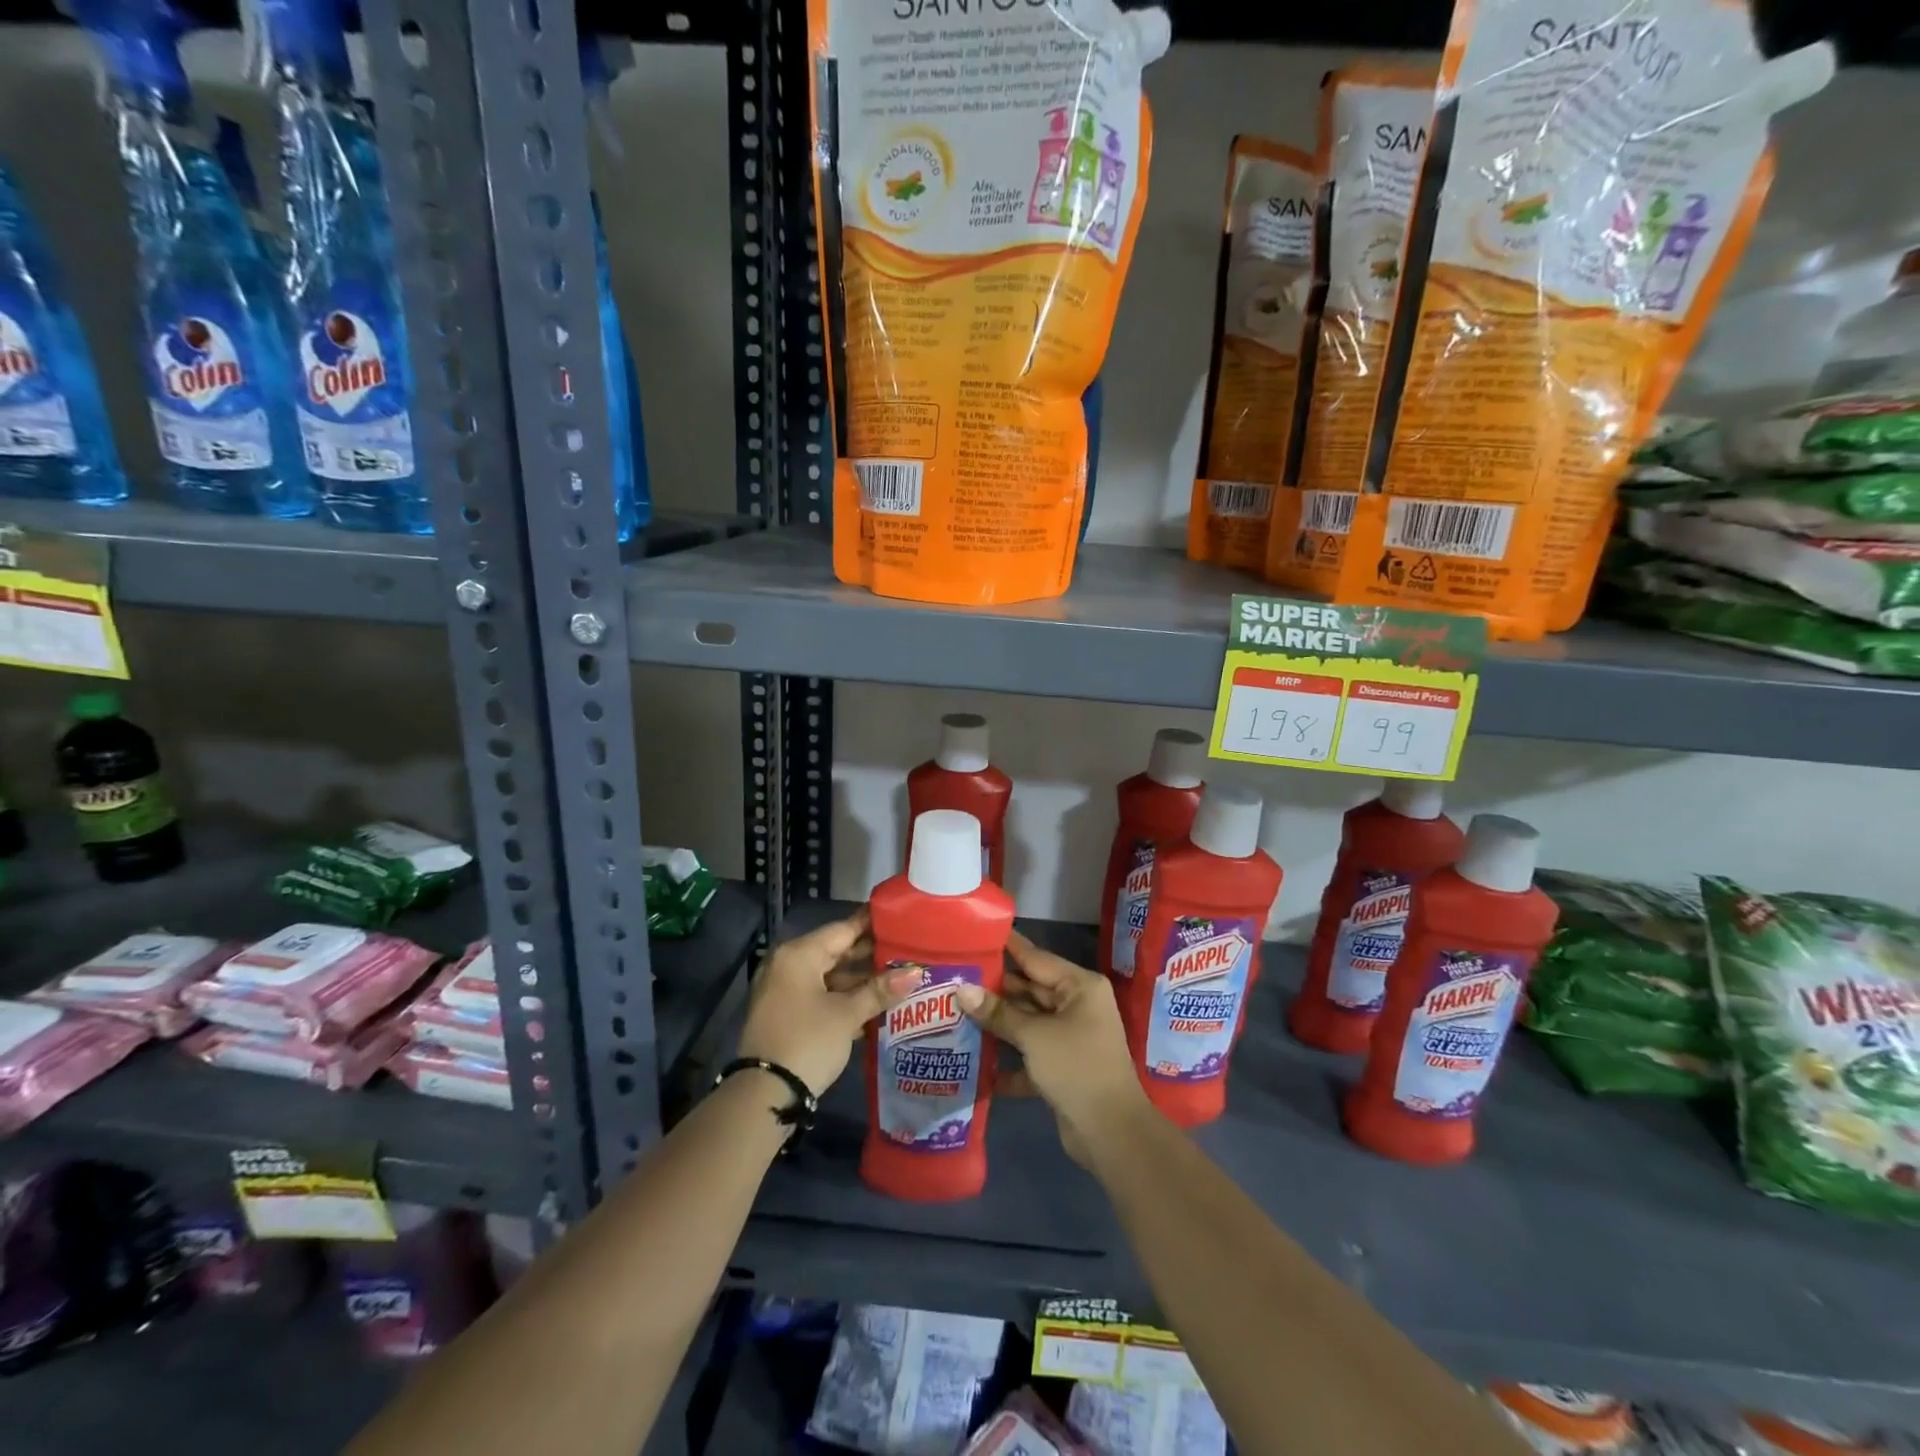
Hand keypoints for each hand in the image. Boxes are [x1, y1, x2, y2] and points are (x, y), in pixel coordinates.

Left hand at [737, 908, 917, 1095]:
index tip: (901, 917)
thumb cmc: (808, 1042)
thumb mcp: (847, 1015)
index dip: (873, 924)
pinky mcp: (786, 1013)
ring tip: (898, 976)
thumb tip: (916, 972)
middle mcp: (788, 965)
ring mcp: (784, 990)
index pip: (843, 929)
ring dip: (860, 979)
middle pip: (836, 951)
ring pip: (829, 974)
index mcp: (799, 955)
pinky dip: (844, 996)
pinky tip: (874, 1002)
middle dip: (870, 954)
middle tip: (907, 950)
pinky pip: (820, 993)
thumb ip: (880, 990)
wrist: (764, 1096)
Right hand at [956, 932, 1154, 1166]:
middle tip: (955, 979)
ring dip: (998, 1024)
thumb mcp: (1034, 1036)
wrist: (1111, 1133)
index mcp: (1080, 987)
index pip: (1036, 958)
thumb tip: (962, 990)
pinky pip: (1030, 1054)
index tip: (977, 935)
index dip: (1008, 947)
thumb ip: (998, 1013)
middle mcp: (1078, 1006)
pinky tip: (975, 1062)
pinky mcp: (1063, 1068)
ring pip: (1028, 1023)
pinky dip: (1008, 1060)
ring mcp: (1071, 1038)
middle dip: (996, 990)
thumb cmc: (1077, 1068)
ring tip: (956, 1013)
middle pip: (1030, 990)